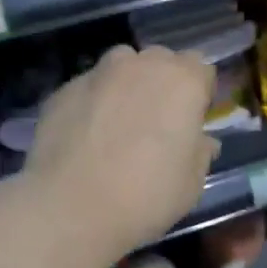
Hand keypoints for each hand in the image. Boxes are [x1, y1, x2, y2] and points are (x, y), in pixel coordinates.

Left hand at [24, 45, 218, 253]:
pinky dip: (93, 104)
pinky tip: (86, 138)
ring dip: (126, 86)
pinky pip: (89, 89)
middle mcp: (141, 66)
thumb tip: (202, 142)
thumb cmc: (146, 196)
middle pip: (160, 61)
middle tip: (157, 123)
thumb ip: (200, 153)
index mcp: (182, 82)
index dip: (199, 93)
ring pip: (121, 67)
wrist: (70, 206)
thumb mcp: (191, 184)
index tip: (192, 120)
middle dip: (163, 83)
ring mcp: (98, 73)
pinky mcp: (63, 89)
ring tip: (118, 125)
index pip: (201, 68)